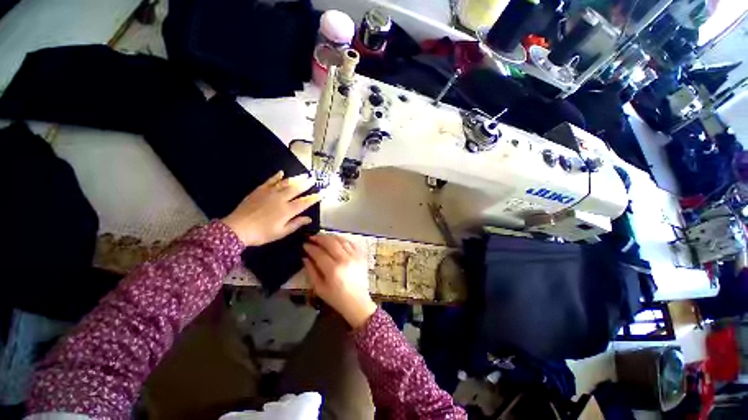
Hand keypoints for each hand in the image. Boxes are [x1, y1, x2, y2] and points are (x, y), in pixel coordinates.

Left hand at [222, 171, 320, 245]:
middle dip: (306, 183)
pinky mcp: (259, 190)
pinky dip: (276, 176)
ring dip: (295, 178)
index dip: (314, 198)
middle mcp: (281, 199)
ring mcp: (270, 193)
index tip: (322, 193)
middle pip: (296, 189)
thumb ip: (296, 224)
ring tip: (303, 175)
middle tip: (313, 178)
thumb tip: (309, 218)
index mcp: (287, 210)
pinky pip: (270, 181)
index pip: (304, 202)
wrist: (237, 228)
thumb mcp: (281, 232)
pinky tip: (281, 173)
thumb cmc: (262, 234)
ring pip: (285, 183)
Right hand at [303, 235, 376, 328]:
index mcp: (333, 270)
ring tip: (323, 238)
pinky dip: (343, 240)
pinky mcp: (361, 256)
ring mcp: (355, 256)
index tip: (304, 244)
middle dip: (319, 238)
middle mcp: (345, 260)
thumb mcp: (319, 288)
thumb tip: (305, 257)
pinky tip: (337, 241)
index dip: (310, 247)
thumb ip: (311, 272)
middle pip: (331, 242)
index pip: (319, 253)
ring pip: (341, 240)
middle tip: (312, 237)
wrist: (357, 301)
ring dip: (331, 237)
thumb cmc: (336, 297)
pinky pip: (352, 243)